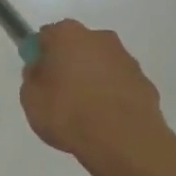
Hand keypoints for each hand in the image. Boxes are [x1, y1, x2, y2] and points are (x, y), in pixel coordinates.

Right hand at [19, 19, 174, 172]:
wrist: (123, 140)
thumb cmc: (68, 113)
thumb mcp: (31, 97)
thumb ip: (34, 77)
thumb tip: (42, 69)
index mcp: (67, 34)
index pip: (47, 36)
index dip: (40, 55)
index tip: (38, 76)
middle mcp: (100, 38)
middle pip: (77, 46)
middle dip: (69, 63)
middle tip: (59, 93)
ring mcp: (126, 60)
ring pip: (101, 64)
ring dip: (93, 79)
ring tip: (85, 112)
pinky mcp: (145, 83)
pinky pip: (120, 85)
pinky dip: (112, 96)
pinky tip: (106, 120)